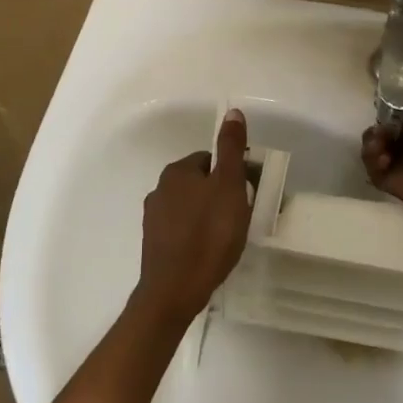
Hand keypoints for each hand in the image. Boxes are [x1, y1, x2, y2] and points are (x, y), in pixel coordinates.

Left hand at [137, 110, 253, 322]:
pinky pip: (182, 230)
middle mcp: (159, 189)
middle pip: (200, 183)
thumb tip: (232, 111)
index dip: (233, 174)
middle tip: (241, 216)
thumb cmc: (208, 234)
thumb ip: (231, 149)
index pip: (210, 160)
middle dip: (221, 194)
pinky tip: (210, 251)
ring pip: (190, 207)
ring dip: (208, 215)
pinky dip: (197, 235)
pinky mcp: (154, 245)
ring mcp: (154, 219)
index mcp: (177, 171)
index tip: (248, 194)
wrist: (175, 290)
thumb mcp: (229, 186)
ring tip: (228, 237)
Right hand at [361, 108, 402, 224]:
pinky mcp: (395, 187)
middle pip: (389, 139)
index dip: (395, 121)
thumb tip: (399, 126)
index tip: (389, 119)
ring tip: (378, 144)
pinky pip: (375, 173)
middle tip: (379, 132)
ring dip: (372, 144)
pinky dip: (371, 162)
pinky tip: (381, 157)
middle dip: (380, 132)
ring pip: (378, 154)